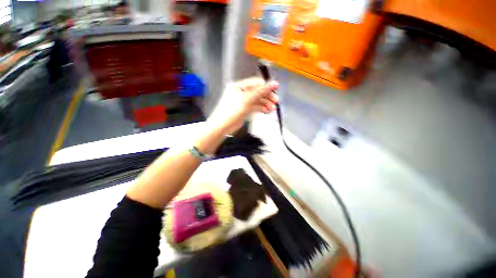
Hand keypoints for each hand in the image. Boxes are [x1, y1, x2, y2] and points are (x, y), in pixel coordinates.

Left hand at [207, 77, 278, 134]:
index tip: (276, 89)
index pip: (255, 83)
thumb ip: (260, 92)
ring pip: (257, 101)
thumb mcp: (246, 100)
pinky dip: (261, 109)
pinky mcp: (245, 110)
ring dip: (266, 104)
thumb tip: (273, 84)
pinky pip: (255, 107)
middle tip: (276, 102)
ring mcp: (244, 102)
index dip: (266, 86)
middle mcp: (242, 93)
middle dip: (267, 97)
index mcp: (239, 87)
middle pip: (257, 92)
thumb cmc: (231, 112)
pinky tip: (267, 111)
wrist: (222, 126)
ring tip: (272, 109)